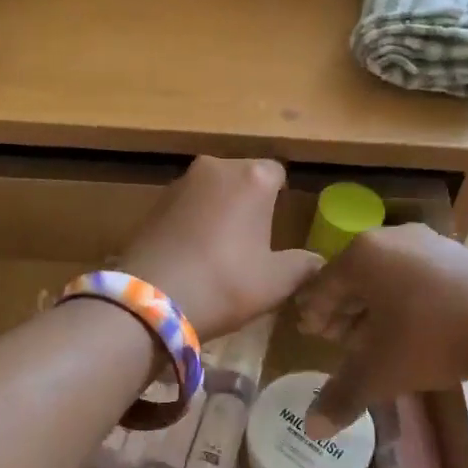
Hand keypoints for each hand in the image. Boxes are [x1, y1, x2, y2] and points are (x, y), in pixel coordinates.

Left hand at [121, 158, 322, 339]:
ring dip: (220, 210)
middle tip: (253, 240)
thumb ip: (303, 266)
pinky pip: (187, 205)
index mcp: (253, 177)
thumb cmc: (225, 283)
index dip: (280, 198)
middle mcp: (217, 167)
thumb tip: (318, 261)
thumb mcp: (275, 282)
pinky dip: (194, 221)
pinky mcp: (154, 202)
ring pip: (213, 190)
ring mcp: (181, 182)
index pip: (277, 173)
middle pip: (243, 177)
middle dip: (249, 201)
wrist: (150, 300)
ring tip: (222, 249)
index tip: (279, 225)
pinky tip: (194, 253)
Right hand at [295, 225, 467, 435]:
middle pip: (356, 278)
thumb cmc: (430, 337)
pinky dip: (408, 299)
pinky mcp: (461, 252)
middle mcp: (391, 238)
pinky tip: (416, 327)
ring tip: (377, 339)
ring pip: (389, 276)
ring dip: (377, 307)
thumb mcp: (382, 371)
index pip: (324, 285)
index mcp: (361, 255)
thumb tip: (313, 428)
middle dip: (346, 311)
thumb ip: (343, 394)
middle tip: (340, 341)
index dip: (315, 314)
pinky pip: (419, 275)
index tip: (310, 334)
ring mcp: (430, 241)